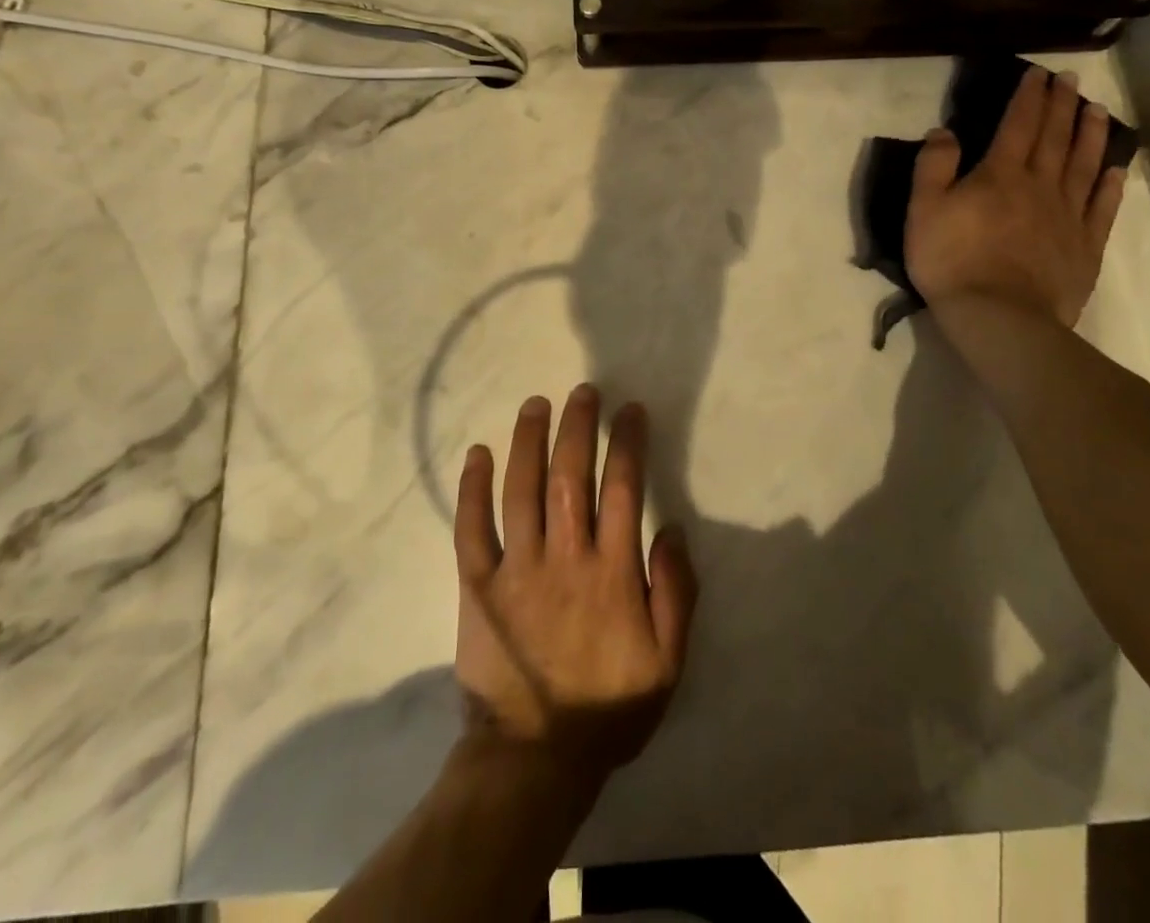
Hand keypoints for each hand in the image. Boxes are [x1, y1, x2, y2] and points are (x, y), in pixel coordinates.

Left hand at [453, 385, 698, 785]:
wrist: (535, 758)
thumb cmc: (609, 707)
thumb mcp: (668, 661)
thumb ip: (676, 592)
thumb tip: (672, 528)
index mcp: (612, 572)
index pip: (623, 488)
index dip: (627, 442)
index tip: (630, 410)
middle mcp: (565, 557)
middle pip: (570, 475)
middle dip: (578, 426)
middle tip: (582, 390)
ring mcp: (517, 569)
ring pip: (521, 490)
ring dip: (528, 441)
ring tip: (535, 404)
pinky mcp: (478, 586)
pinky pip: (472, 529)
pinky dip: (473, 489)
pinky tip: (477, 454)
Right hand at [905, 64, 1127, 327]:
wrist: (998, 316)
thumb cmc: (952, 261)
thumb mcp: (923, 210)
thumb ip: (934, 166)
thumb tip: (944, 131)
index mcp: (1000, 174)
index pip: (1018, 125)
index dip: (1028, 97)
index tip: (1038, 73)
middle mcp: (1040, 185)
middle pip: (1055, 137)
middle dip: (1061, 105)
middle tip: (1070, 80)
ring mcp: (1068, 215)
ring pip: (1085, 165)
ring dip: (1092, 134)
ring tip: (1098, 110)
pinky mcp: (1085, 246)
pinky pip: (1102, 208)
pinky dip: (1110, 185)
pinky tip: (1116, 170)